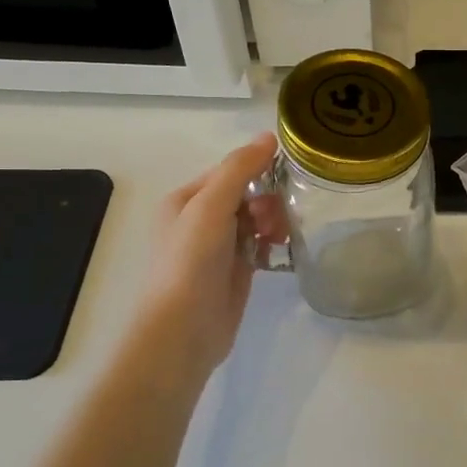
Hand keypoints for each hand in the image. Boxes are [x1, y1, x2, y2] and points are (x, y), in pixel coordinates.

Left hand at [136, 133, 286, 375]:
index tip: (283, 178)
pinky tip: (279, 251)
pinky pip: (260, 245)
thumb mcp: (211, 207)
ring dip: (272, 222)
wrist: (184, 329)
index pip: (229, 172)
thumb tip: (268, 137)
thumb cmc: (191, 262)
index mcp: (185, 200)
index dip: (256, 171)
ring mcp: (218, 248)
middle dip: (266, 201)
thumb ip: (239, 170)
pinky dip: (272, 244)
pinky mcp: (235, 271)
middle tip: (273, 220)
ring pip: (256, 220)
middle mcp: (199, 221)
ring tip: (278, 238)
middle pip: (245, 195)